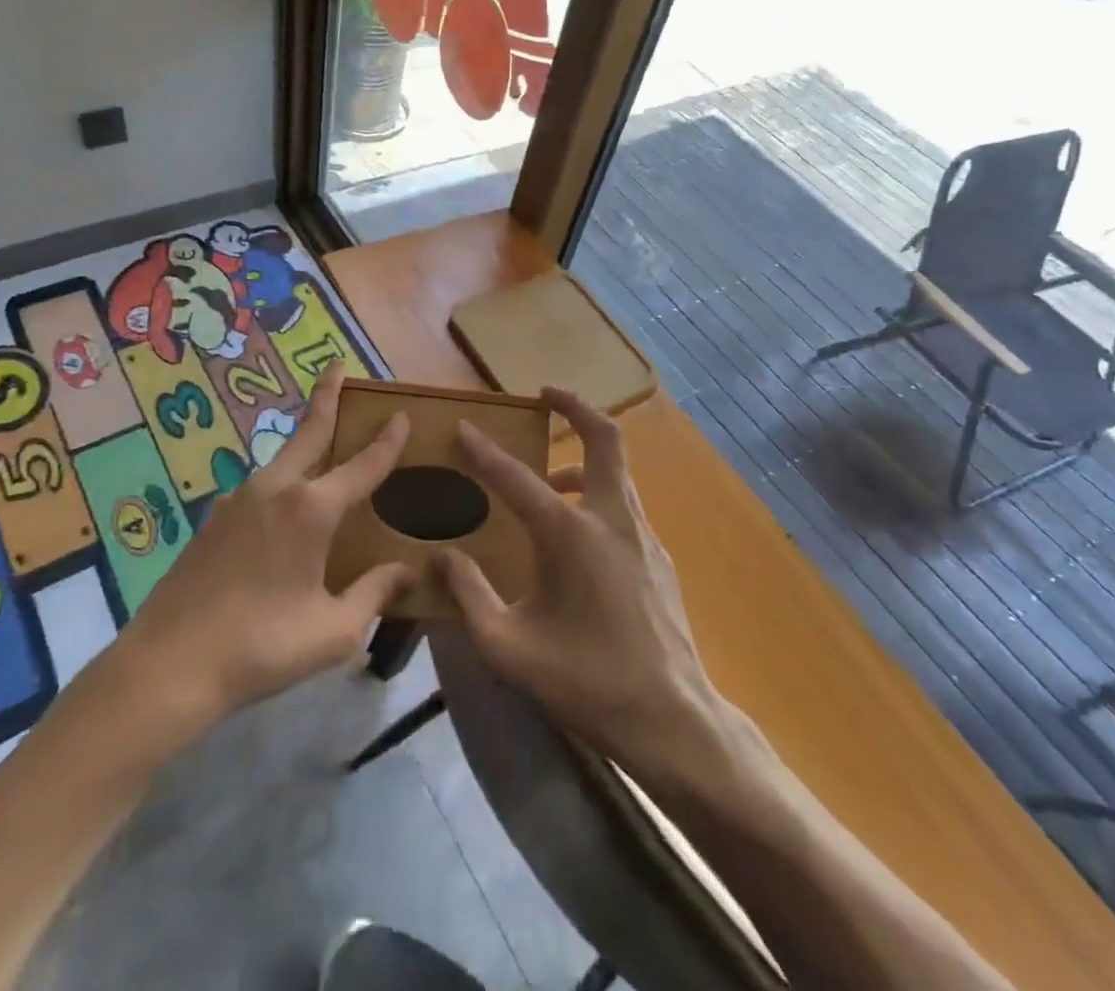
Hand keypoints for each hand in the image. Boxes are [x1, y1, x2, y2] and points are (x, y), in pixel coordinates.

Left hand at [110, 362, 413, 726]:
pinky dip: (281, 483)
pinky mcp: (213, 519)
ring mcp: (238, 500)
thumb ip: (374, 594)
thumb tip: (405, 571)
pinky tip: (282, 513)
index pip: (362, 466)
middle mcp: (275, 490)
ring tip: (322, 445)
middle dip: (326, 395)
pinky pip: (259, 490)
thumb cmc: (261, 647)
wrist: (168, 665)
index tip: (400, 414)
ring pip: (282, 460)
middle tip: (336, 366)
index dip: (386, 441)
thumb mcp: (332, 631)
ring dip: (304, 443)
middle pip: (309, 432)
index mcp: (311, 510)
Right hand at [437, 389, 727, 777]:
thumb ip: (469, 596)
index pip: (517, 477)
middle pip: (604, 438)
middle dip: (576, 406)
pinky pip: (624, 503)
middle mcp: (610, 518)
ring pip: (617, 470)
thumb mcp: (508, 648)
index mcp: (569, 535)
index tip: (464, 426)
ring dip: (583, 454)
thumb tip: (441, 557)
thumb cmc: (585, 683)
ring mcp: (642, 534)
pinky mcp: (658, 555)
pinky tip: (577, 531)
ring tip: (551, 471)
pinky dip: (598, 491)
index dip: (484, 451)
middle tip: (547, 393)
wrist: (672, 720)